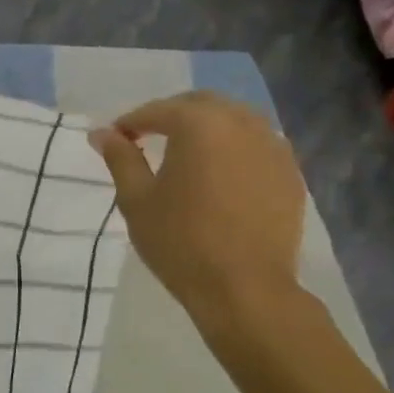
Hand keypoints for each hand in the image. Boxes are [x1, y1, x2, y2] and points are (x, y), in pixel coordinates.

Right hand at [89, 92, 305, 323]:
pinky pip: (257, 144)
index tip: (116, 139)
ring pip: (235, 120)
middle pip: (201, 105)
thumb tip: (102, 133)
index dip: (132, 122)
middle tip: (148, 138)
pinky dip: (234, 148)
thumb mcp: (136, 200)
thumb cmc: (179, 242)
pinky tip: (220, 174)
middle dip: (171, 115)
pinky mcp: (291, 172)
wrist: (244, 288)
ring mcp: (273, 146)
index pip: (158, 110)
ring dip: (206, 128)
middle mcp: (242, 123)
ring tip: (185, 154)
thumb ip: (120, 159)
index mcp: (200, 125)